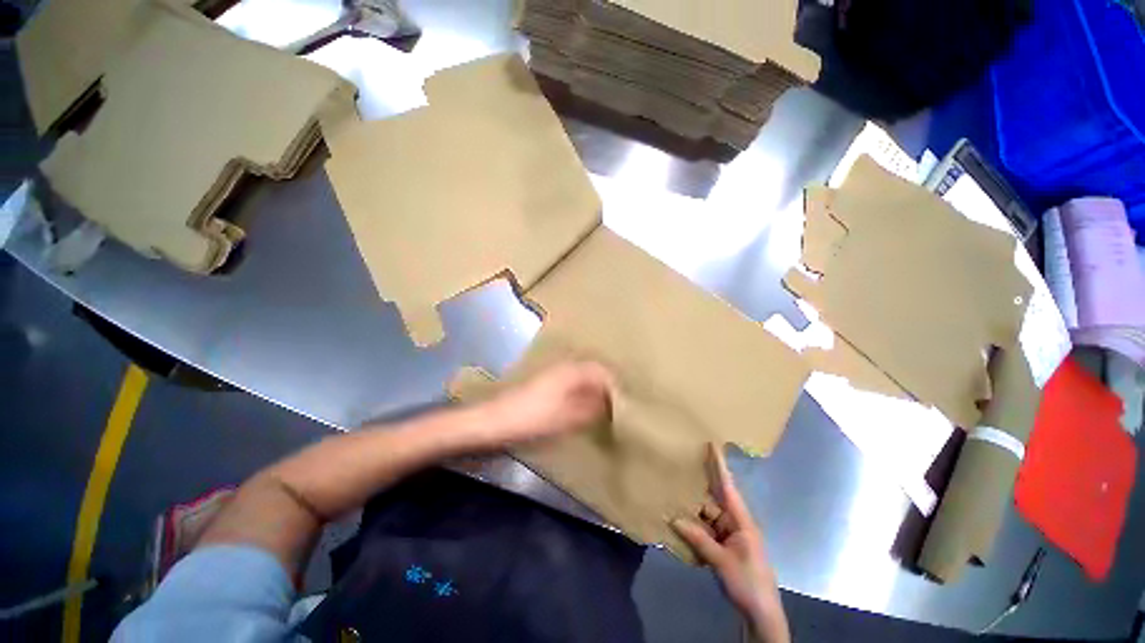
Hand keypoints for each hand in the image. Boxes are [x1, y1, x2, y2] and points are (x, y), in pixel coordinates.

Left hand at [483, 361, 615, 446]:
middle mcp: (564, 367)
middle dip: (606, 387)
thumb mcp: (567, 417)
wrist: (494, 421)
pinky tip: (582, 409)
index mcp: (571, 371)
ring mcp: (553, 374)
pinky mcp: (545, 385)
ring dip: (593, 391)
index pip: (602, 371)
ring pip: (582, 378)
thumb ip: (593, 409)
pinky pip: (571, 385)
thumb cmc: (533, 418)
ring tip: (603, 410)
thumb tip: (611, 403)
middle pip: (592, 372)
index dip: (615, 385)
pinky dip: (581, 394)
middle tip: (616, 407)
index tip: (624, 403)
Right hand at [672, 443, 788, 642]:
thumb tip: (674, 518)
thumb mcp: (722, 561)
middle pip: (715, 499)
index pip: (728, 487)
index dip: (720, 466)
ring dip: (694, 509)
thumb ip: (698, 539)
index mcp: (742, 521)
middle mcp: (736, 523)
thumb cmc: (748, 582)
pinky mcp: (725, 547)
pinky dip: (695, 526)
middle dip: (700, 485)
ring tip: (675, 493)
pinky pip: (707, 530)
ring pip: (708, 515)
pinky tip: (681, 521)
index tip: (712, 445)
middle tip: (682, 467)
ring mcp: (730, 535)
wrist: (761, 613)